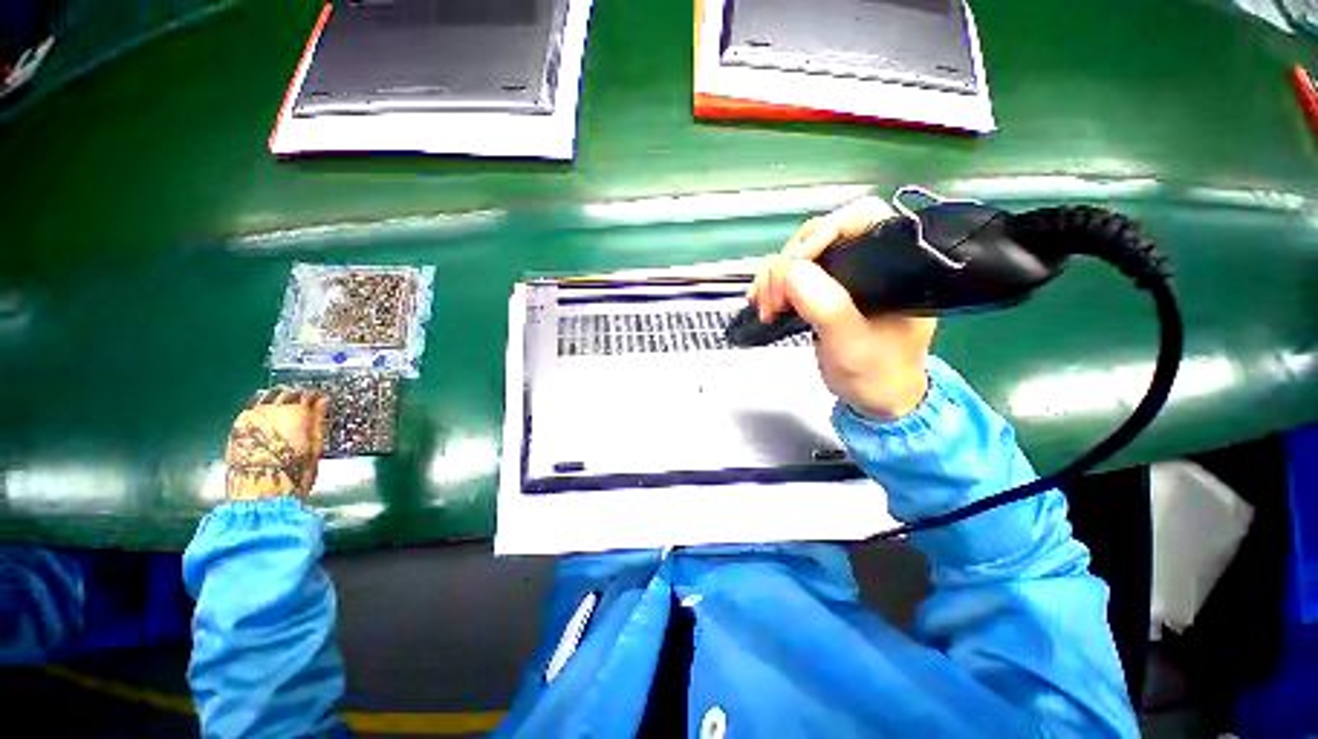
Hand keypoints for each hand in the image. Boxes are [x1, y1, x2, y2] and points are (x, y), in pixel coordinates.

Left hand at [225, 387, 327, 501]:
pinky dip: (263, 409)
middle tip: (305, 403)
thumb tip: (322, 402)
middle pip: (283, 392)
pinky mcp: (235, 429)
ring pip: (264, 398)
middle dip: (296, 395)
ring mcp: (248, 418)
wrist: (259, 497)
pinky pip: (251, 409)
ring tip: (286, 408)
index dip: (316, 396)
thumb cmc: (293, 474)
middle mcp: (269, 410)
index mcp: (293, 413)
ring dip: (277, 400)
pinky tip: (269, 419)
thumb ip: (317, 421)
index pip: (306, 394)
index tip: (322, 400)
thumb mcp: (315, 447)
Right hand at [748, 196, 936, 418]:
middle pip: (820, 235)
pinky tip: (762, 303)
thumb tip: (791, 269)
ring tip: (765, 308)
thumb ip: (827, 306)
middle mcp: (868, 263)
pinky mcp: (825, 292)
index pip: (861, 219)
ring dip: (774, 278)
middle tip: (773, 300)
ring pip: (800, 256)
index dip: (823, 233)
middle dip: (789, 264)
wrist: (875, 399)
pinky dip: (772, 287)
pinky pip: (792, 277)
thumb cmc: (877, 374)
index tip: (795, 268)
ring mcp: (843, 277)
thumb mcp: (853, 343)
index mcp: (893, 266)